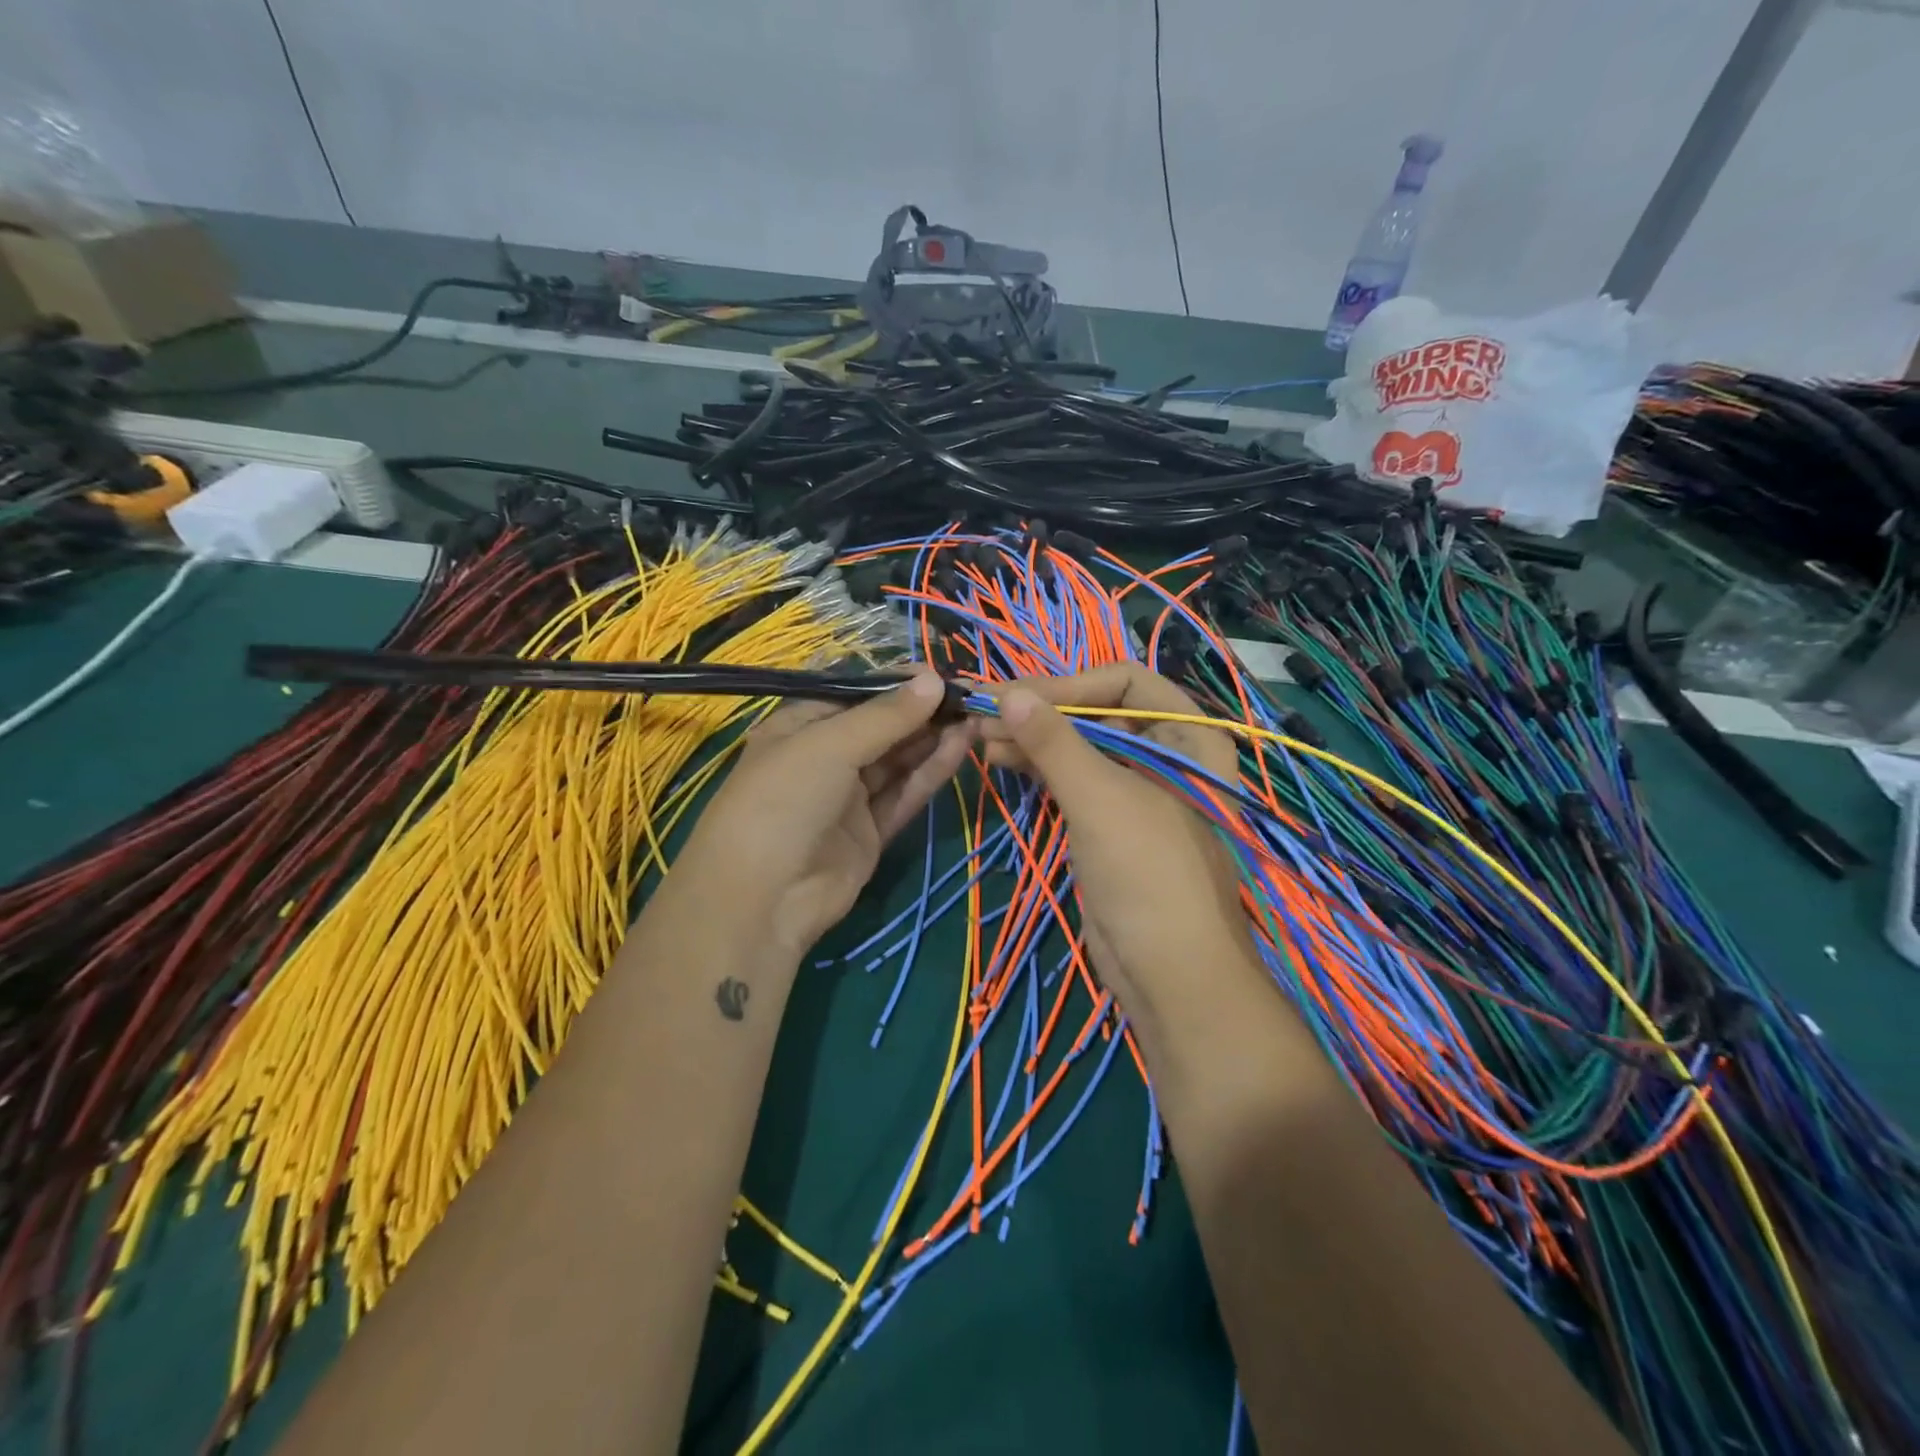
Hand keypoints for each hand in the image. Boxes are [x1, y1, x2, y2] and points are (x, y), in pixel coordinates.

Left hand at [672, 668, 973, 956]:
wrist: (763, 898)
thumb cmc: (784, 800)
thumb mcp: (830, 745)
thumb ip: (886, 716)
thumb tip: (934, 678)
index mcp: (799, 727)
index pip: (855, 696)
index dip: (896, 684)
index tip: (940, 673)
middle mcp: (824, 758)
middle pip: (880, 728)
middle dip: (921, 711)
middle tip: (968, 694)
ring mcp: (847, 798)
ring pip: (897, 761)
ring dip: (932, 738)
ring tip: (973, 715)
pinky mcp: (870, 832)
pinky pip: (904, 794)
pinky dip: (931, 772)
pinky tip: (961, 746)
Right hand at [979, 665, 1255, 1022]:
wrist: (1170, 974)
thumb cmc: (1147, 873)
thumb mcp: (1100, 798)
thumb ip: (1054, 741)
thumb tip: (1008, 692)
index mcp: (1189, 736)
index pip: (1126, 681)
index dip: (1070, 683)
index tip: (1017, 696)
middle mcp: (1168, 754)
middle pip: (1099, 712)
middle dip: (1043, 711)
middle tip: (985, 713)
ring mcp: (1138, 789)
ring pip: (1081, 746)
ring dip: (1034, 738)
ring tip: (982, 736)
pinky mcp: (1111, 821)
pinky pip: (1074, 778)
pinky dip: (1040, 767)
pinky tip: (1002, 758)